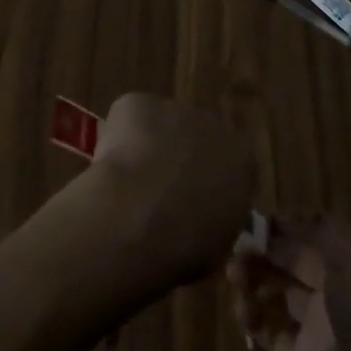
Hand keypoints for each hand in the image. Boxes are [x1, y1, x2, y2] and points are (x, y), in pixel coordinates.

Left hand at [82, 93, 254, 291]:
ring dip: (147, 149)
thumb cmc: (187, 245)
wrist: (141, 218)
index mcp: (241, 161)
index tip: (187, 208)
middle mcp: (214, 126)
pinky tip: (108, 169)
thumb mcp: (216, 246)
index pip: (228, 166)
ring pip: (160, 127)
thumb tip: (198, 221)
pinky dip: (117, 139)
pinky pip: (128, 119)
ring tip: (125, 188)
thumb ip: (214, 222)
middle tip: (153, 199)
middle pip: (195, 139)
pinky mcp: (139, 103)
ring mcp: (175, 108)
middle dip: (177, 162)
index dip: (205, 186)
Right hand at [227, 216, 350, 350]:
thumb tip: (284, 220)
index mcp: (348, 259)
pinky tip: (242, 311)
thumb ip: (318, 233)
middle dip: (263, 251)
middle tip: (234, 248)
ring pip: (277, 293)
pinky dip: (254, 320)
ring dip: (254, 281)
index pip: (311, 232)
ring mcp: (316, 323)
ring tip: (234, 277)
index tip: (255, 221)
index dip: (285, 225)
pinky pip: (272, 332)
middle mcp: (332, 287)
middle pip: (290, 261)